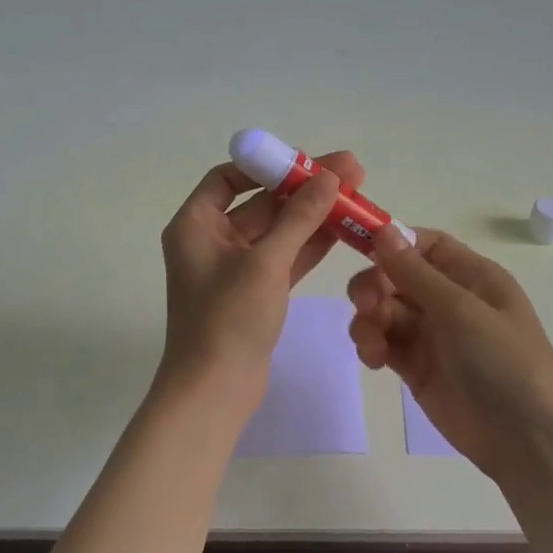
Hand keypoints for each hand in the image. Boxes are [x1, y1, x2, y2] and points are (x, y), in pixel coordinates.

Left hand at [159, 150, 364, 405]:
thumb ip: (299, 217)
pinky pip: (285, 258)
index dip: (265, 166)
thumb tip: (329, 176)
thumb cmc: (228, 318)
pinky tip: (344, 229)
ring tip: (357, 193)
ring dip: (314, 215)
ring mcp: (235, 269)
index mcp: (195, 225)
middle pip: (260, 202)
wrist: (215, 390)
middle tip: (351, 170)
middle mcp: (211, 241)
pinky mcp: (255, 293)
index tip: (305, 162)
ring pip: (278, 231)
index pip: (227, 178)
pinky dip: (310, 245)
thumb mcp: (265, 262)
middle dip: (304, 188)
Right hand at [348, 227, 552, 480]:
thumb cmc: (503, 362)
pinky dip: (372, 345)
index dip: (392, 243)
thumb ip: (416, 272)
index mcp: (472, 277)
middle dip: (374, 286)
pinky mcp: (416, 367)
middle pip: (396, 276)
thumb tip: (383, 229)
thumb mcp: (461, 310)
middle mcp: (450, 300)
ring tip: (372, 345)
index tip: (360, 249)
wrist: (525, 439)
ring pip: (384, 310)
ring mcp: (432, 335)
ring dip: (368, 320)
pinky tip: (374, 360)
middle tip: (366, 306)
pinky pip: (384, 342)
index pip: (424, 245)